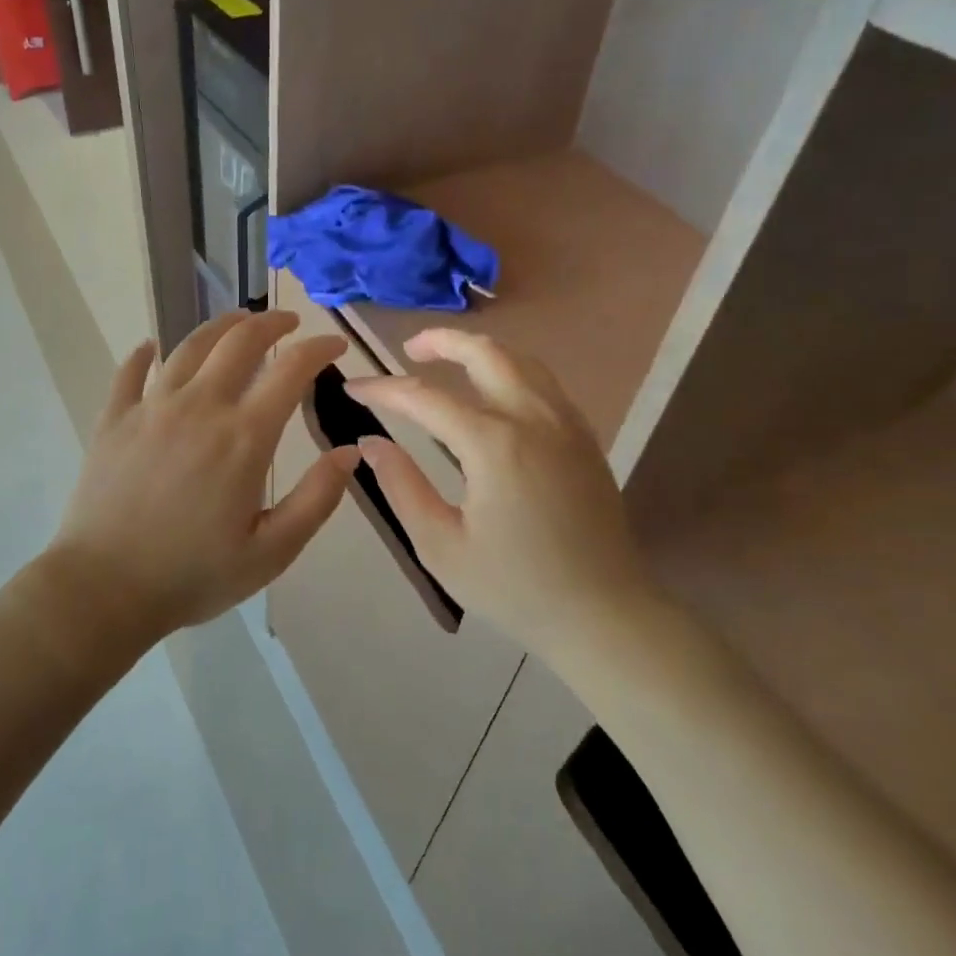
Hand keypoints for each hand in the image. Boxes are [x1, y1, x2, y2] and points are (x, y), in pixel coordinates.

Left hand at [48, 311, 358, 644]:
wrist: (103, 589)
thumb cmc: (193, 575)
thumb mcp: (272, 551)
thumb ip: (317, 499)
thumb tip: (351, 452)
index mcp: (244, 437)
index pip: (290, 370)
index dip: (318, 349)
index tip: (334, 345)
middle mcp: (199, 407)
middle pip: (239, 341)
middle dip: (271, 323)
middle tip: (288, 322)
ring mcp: (151, 408)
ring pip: (188, 346)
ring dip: (219, 326)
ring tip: (237, 321)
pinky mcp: (113, 420)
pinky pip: (130, 373)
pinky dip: (144, 354)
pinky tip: (150, 348)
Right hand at [345, 330, 658, 666]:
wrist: (603, 614)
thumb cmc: (514, 587)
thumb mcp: (441, 545)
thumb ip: (402, 486)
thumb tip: (371, 442)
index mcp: (494, 444)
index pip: (425, 397)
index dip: (384, 390)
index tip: (352, 388)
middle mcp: (534, 418)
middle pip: (486, 353)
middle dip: (442, 341)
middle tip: (409, 350)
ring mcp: (567, 425)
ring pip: (522, 361)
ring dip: (480, 352)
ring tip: (449, 362)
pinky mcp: (584, 439)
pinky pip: (544, 384)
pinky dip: (511, 372)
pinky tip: (494, 394)